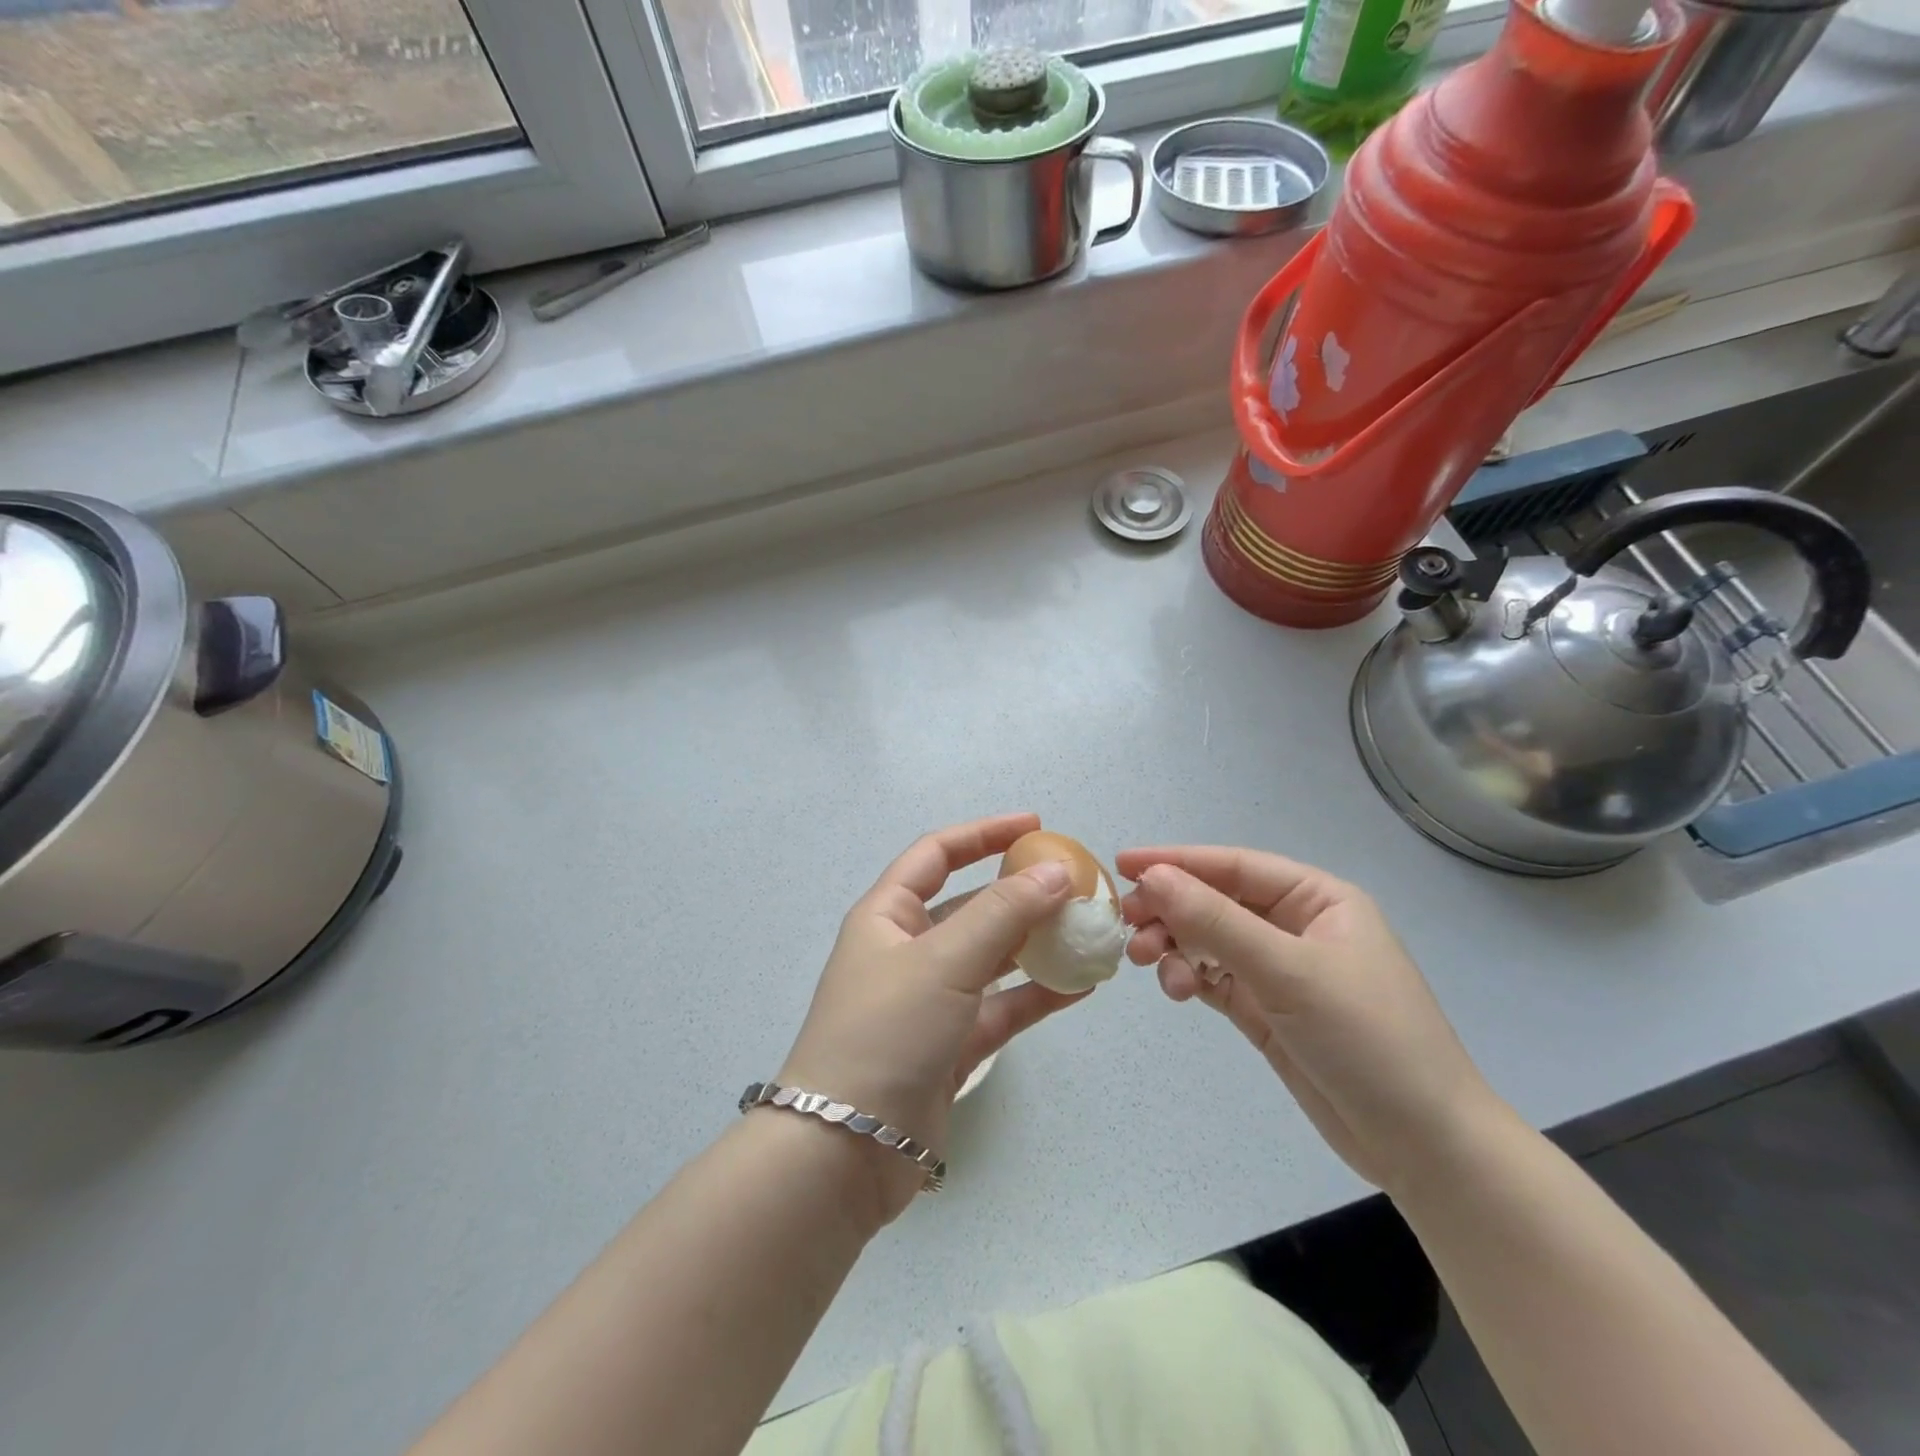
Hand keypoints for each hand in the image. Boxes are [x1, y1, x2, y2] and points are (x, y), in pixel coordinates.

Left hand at [776, 814, 1084, 1223]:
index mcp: (888, 915)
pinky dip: (1038, 994)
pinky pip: (1002, 1007)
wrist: (847, 1148)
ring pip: (992, 958)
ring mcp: (931, 999)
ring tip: (1089, 932)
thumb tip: (1056, 871)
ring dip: (1037, 944)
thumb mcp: (944, 961)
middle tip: (1075, 886)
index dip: (983, 834)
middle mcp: (908, 950)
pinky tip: (1082, 986)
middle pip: (971, 905)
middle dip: (1021, 893)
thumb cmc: (887, 1031)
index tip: (1035, 826)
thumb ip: (1003, 913)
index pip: (937, 854)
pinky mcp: (952, 1045)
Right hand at [1116, 846, 1507, 1198]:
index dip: (1177, 861)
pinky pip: (1215, 978)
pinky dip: (1189, 977)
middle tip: (1128, 925)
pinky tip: (1176, 989)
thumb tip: (1152, 878)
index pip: (1235, 866)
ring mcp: (1281, 971)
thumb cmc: (1367, 1039)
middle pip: (1216, 902)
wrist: (1424, 1147)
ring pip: (1210, 941)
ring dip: (1175, 946)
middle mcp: (1296, 926)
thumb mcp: (1289, 972)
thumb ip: (1216, 921)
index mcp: (1317, 899)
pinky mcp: (1267, 1010)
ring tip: (1149, 964)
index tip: (1122, 864)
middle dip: (1171, 910)